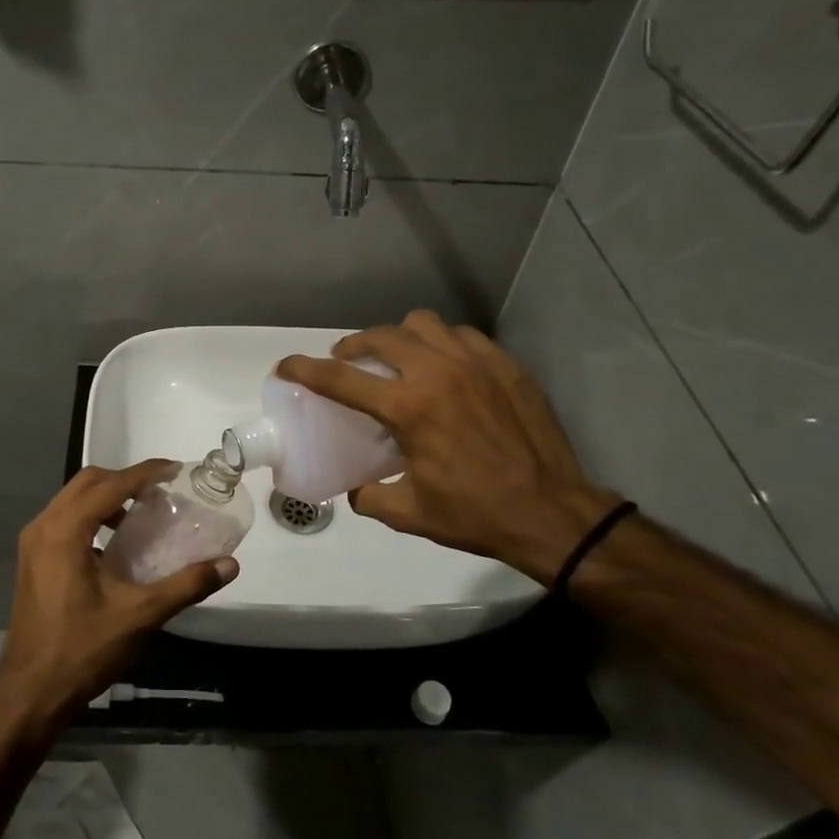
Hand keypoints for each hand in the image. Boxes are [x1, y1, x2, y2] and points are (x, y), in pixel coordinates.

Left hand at [0, 461, 238, 731]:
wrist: (30, 694)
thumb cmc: (82, 650)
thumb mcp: (139, 616)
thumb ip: (185, 585)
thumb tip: (228, 564)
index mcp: (65, 531)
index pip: (110, 484)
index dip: (146, 472)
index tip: (176, 469)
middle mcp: (43, 527)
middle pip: (87, 482)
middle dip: (125, 479)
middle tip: (160, 491)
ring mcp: (32, 544)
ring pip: (72, 499)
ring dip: (106, 496)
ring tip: (141, 514)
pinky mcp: (31, 561)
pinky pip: (63, 520)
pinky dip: (91, 516)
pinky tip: (114, 544)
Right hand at [276, 310, 619, 584]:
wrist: (553, 513)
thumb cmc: (476, 514)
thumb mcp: (410, 514)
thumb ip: (370, 496)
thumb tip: (354, 488)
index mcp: (409, 408)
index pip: (341, 379)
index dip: (305, 369)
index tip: (285, 366)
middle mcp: (438, 373)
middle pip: (381, 336)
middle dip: (353, 346)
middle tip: (347, 362)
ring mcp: (477, 363)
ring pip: (424, 324)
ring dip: (399, 336)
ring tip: (397, 358)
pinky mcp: (506, 365)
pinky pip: (463, 336)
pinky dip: (442, 344)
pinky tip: (445, 367)